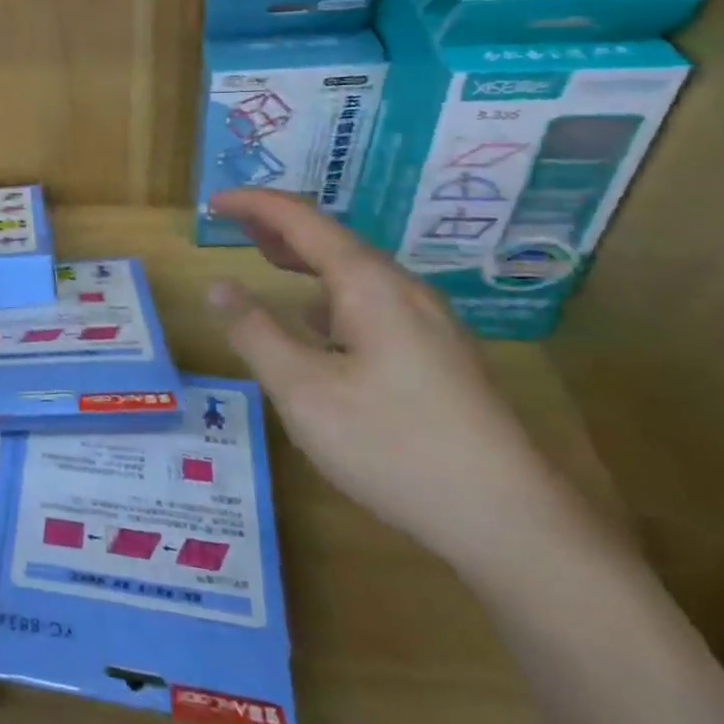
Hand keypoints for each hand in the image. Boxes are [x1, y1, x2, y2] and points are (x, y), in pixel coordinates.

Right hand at [206, 189, 588, 578]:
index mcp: (369, 285)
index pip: (302, 220)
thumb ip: (255, 333)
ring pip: (354, 272)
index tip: (212, 201)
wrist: (510, 522)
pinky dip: (329, 293)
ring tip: (266, 258)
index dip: (254, 204)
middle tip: (230, 223)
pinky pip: (372, 302)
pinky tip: (318, 322)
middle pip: (331, 239)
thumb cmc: (393, 445)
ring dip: (304, 259)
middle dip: (277, 225)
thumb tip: (219, 286)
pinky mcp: (438, 355)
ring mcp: (428, 323)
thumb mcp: (303, 391)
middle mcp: (402, 291)